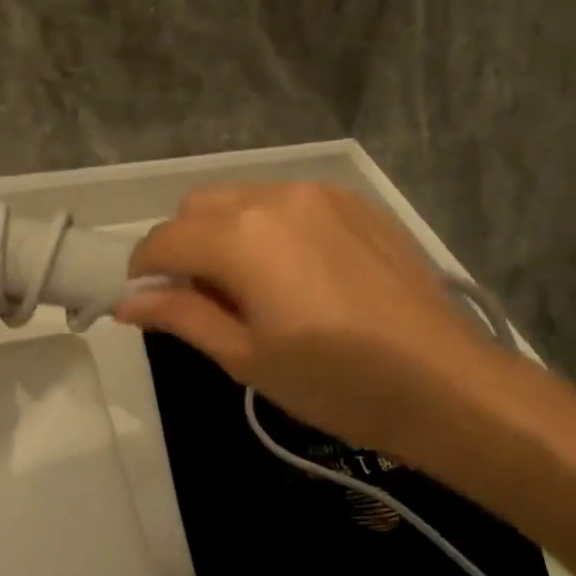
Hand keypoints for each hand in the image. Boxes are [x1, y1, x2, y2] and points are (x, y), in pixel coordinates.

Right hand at [116, 184, 508, 462]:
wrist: (447, 383)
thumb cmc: (338, 384)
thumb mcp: (248, 358)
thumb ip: (182, 317)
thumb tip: (127, 303)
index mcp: (242, 237)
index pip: (165, 238)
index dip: (144, 269)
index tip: (147, 300)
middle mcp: (274, 197)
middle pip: (199, 205)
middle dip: (183, 244)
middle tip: (202, 297)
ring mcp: (318, 192)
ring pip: (242, 196)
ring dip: (226, 230)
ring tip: (253, 284)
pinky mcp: (352, 199)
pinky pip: (288, 199)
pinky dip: (270, 224)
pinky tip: (298, 270)